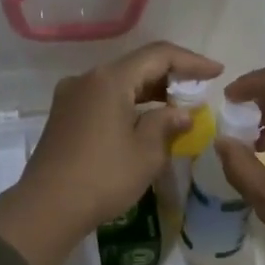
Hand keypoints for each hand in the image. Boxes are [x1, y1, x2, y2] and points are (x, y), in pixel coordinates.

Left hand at [0, 42, 222, 264]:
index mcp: (110, 79)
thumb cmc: (103, 177)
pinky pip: (105, 98)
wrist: (47, 208)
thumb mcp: (147, 152)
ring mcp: (72, 96)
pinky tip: (146, 121)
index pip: (159, 55)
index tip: (217, 72)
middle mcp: (88, 79)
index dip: (191, 61)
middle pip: (137, 66)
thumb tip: (182, 113)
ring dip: (150, 92)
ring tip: (178, 108)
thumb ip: (167, 124)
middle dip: (171, 77)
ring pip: (120, 83)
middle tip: (200, 92)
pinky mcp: (64, 116)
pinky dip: (129, 104)